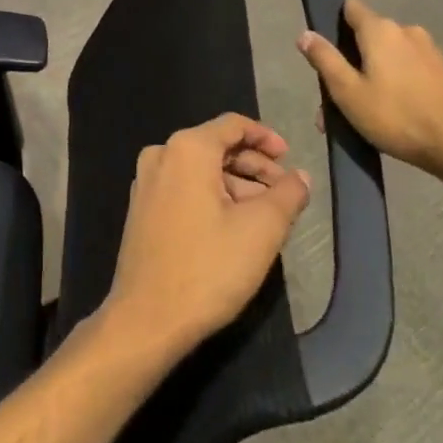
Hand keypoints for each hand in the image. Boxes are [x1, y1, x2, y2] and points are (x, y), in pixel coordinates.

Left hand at [99, 114, 310, 361]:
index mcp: (187, 148)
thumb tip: (301, 177)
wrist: (147, 317)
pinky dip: (212, 196)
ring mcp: (146, 182)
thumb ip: (287, 195)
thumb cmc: (209, 267)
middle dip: (254, 166)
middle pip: (216, 146)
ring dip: (235, 184)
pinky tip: (234, 224)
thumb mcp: (261, 230)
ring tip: (266, 214)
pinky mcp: (141, 208)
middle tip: (285, 192)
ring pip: (201, 169)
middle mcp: (161, 155)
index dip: (266, 137)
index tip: (290, 158)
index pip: (233, 125)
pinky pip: (184, 187)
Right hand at [298, 0, 442, 180]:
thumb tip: (305, 34)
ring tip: (359, 115)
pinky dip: (393, 84)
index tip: (324, 49)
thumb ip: (324, 59)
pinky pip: (407, 69)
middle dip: (349, 62)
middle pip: (367, 37)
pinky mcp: (442, 72)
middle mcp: (406, 31)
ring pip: (387, 56)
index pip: (350, 7)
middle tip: (335, 100)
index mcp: (380, 30)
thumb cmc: (396, 117)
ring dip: (370, 77)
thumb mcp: (347, 92)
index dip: (333, 23)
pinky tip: (388, 114)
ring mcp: (428, 50)